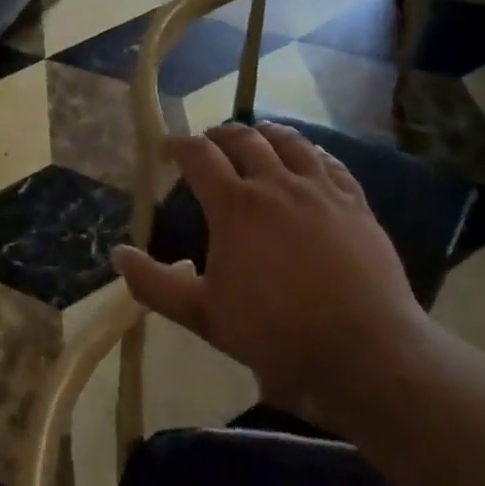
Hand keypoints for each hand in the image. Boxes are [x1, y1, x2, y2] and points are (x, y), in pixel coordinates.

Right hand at [111, 123, 430, 425]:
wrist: (365, 352)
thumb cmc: (276, 333)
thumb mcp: (203, 314)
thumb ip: (155, 284)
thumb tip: (118, 254)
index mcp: (235, 206)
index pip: (198, 155)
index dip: (178, 145)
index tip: (168, 151)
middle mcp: (276, 184)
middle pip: (244, 138)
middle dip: (219, 134)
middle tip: (209, 144)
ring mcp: (321, 191)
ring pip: (290, 141)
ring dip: (265, 133)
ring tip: (257, 137)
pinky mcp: (356, 204)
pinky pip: (330, 162)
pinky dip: (310, 152)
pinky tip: (308, 159)